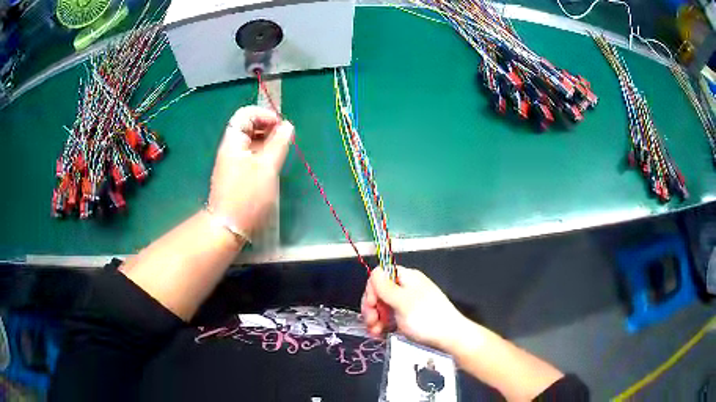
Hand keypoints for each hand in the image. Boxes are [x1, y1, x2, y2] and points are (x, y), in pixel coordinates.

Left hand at [208, 106, 293, 237]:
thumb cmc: (247, 196)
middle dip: (266, 127)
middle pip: (247, 126)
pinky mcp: (235, 175)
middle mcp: (230, 148)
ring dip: (266, 141)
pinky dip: (262, 153)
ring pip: (249, 141)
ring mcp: (231, 162)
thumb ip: (278, 144)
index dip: (264, 115)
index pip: (245, 114)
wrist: (228, 227)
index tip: (281, 126)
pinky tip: (272, 164)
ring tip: (281, 151)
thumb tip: (287, 126)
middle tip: (284, 138)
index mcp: (233, 142)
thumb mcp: (267, 168)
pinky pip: (249, 155)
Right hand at [361, 266, 466, 351]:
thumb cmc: (426, 318)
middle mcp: (405, 289)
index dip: (372, 289)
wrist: (450, 338)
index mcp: (407, 278)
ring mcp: (406, 304)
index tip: (372, 304)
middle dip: (371, 307)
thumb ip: (385, 287)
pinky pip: (389, 318)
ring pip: (382, 307)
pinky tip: (379, 334)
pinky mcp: (407, 319)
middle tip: (371, 321)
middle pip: (378, 292)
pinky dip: (382, 325)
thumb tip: (374, 270)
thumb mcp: (403, 302)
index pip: (380, 276)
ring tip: (375, 332)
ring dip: (374, 319)